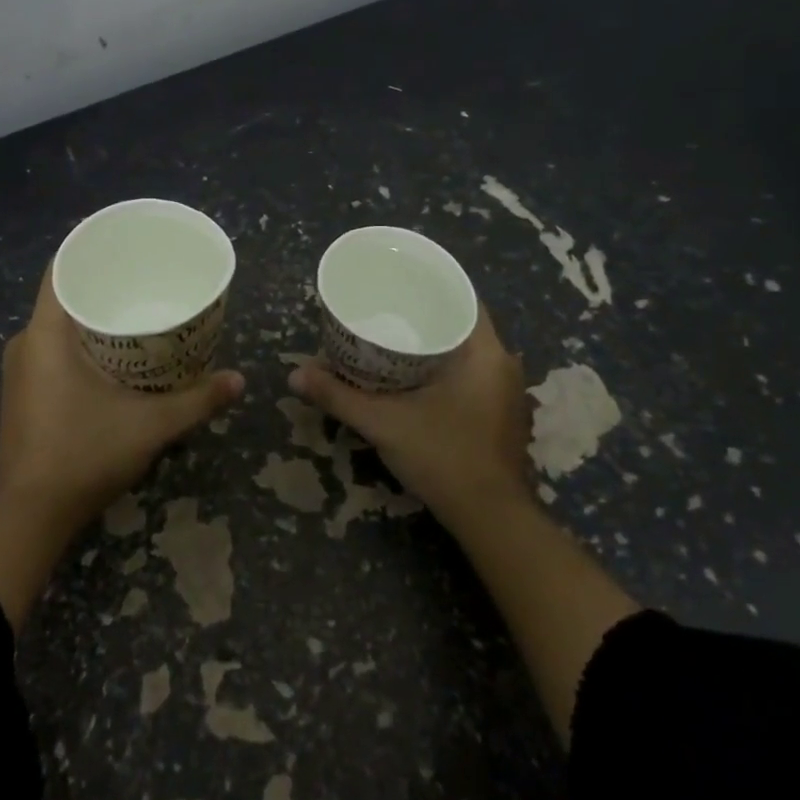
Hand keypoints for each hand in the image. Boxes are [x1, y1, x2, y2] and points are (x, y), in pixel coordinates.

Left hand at [0, 266, 243, 533]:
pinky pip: (53, 351)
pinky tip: (116, 356)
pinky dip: (83, 344)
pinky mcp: (23, 394)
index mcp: (44, 334)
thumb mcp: (150, 426)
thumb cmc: (84, 455)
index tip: (127, 245)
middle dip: (105, 285)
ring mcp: (20, 372)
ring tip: (139, 314)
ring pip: (59, 327)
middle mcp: (25, 344)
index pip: (61, 268)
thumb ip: (197, 401)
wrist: (30, 517)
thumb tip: (240, 380)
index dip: (92, 249)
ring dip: (94, 318)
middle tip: (148, 280)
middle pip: (64, 296)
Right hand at [288, 305, 529, 530]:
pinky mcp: (500, 414)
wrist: (490, 519)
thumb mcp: (384, 423)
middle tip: (382, 308)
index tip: (396, 279)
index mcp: (486, 352)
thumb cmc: (444, 457)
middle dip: (422, 314)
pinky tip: (412, 375)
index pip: (463, 297)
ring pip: (466, 351)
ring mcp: (505, 391)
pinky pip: (470, 373)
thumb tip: (294, 375)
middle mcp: (502, 364)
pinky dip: (442, 367)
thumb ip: (338, 397)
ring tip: (391, 336)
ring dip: (432, 343)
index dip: (429, 284)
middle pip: (461, 323)